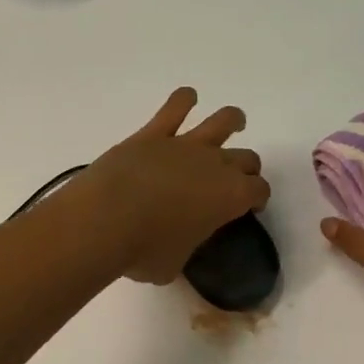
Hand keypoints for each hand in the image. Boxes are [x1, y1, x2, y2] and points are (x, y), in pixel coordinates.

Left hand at [73, 88, 270, 284]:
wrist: (105, 219)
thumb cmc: (144, 251)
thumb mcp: (174, 265)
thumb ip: (185, 247)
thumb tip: (175, 244)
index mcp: (230, 198)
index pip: (258, 191)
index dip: (257, 198)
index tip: (250, 206)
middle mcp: (215, 165)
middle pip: (246, 158)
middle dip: (246, 168)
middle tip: (236, 178)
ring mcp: (185, 145)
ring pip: (222, 122)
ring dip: (231, 121)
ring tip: (234, 122)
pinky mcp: (153, 134)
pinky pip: (175, 107)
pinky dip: (183, 100)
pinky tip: (187, 98)